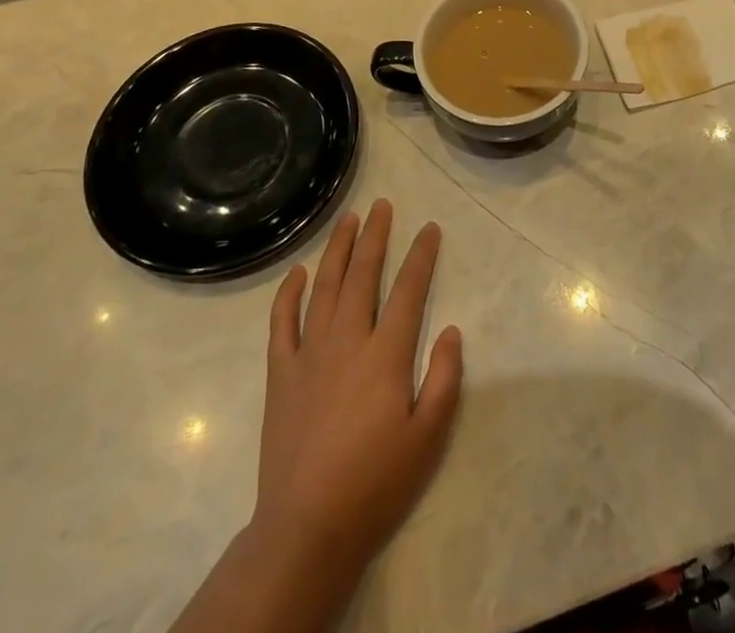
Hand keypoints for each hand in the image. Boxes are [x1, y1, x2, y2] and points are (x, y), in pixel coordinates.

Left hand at [254, 200, 463, 576]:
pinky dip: (288, 293)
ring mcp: (309, 354)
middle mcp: (347, 341)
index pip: (409, 290)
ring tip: (348, 220)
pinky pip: (282, 322)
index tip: (429, 228)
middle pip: (363, 275)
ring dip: (337, 249)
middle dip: (375, 236)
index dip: (421, 255)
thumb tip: (453, 330)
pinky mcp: (281, 374)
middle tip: (382, 205)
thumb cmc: (375, 483)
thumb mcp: (428, 438)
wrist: (306, 528)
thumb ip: (445, 379)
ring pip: (324, 287)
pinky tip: (297, 272)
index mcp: (386, 355)